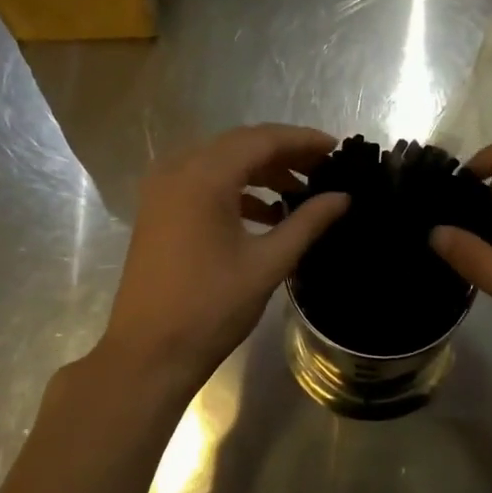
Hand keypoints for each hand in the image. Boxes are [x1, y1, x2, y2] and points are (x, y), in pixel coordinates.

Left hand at [99, 125, 348, 390]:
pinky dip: (236, 189)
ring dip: (260, 171)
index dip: (303, 140)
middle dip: (283, 152)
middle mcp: (178, 170)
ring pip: (220, 162)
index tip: (337, 148)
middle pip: (239, 145)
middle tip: (323, 167)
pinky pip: (202, 182)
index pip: (262, 140)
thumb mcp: (268, 263)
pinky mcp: (157, 210)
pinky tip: (265, 212)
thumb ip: (307, 223)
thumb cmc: (211, 307)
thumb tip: (342, 197)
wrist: (149, 353)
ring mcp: (162, 190)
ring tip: (299, 191)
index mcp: (204, 177)